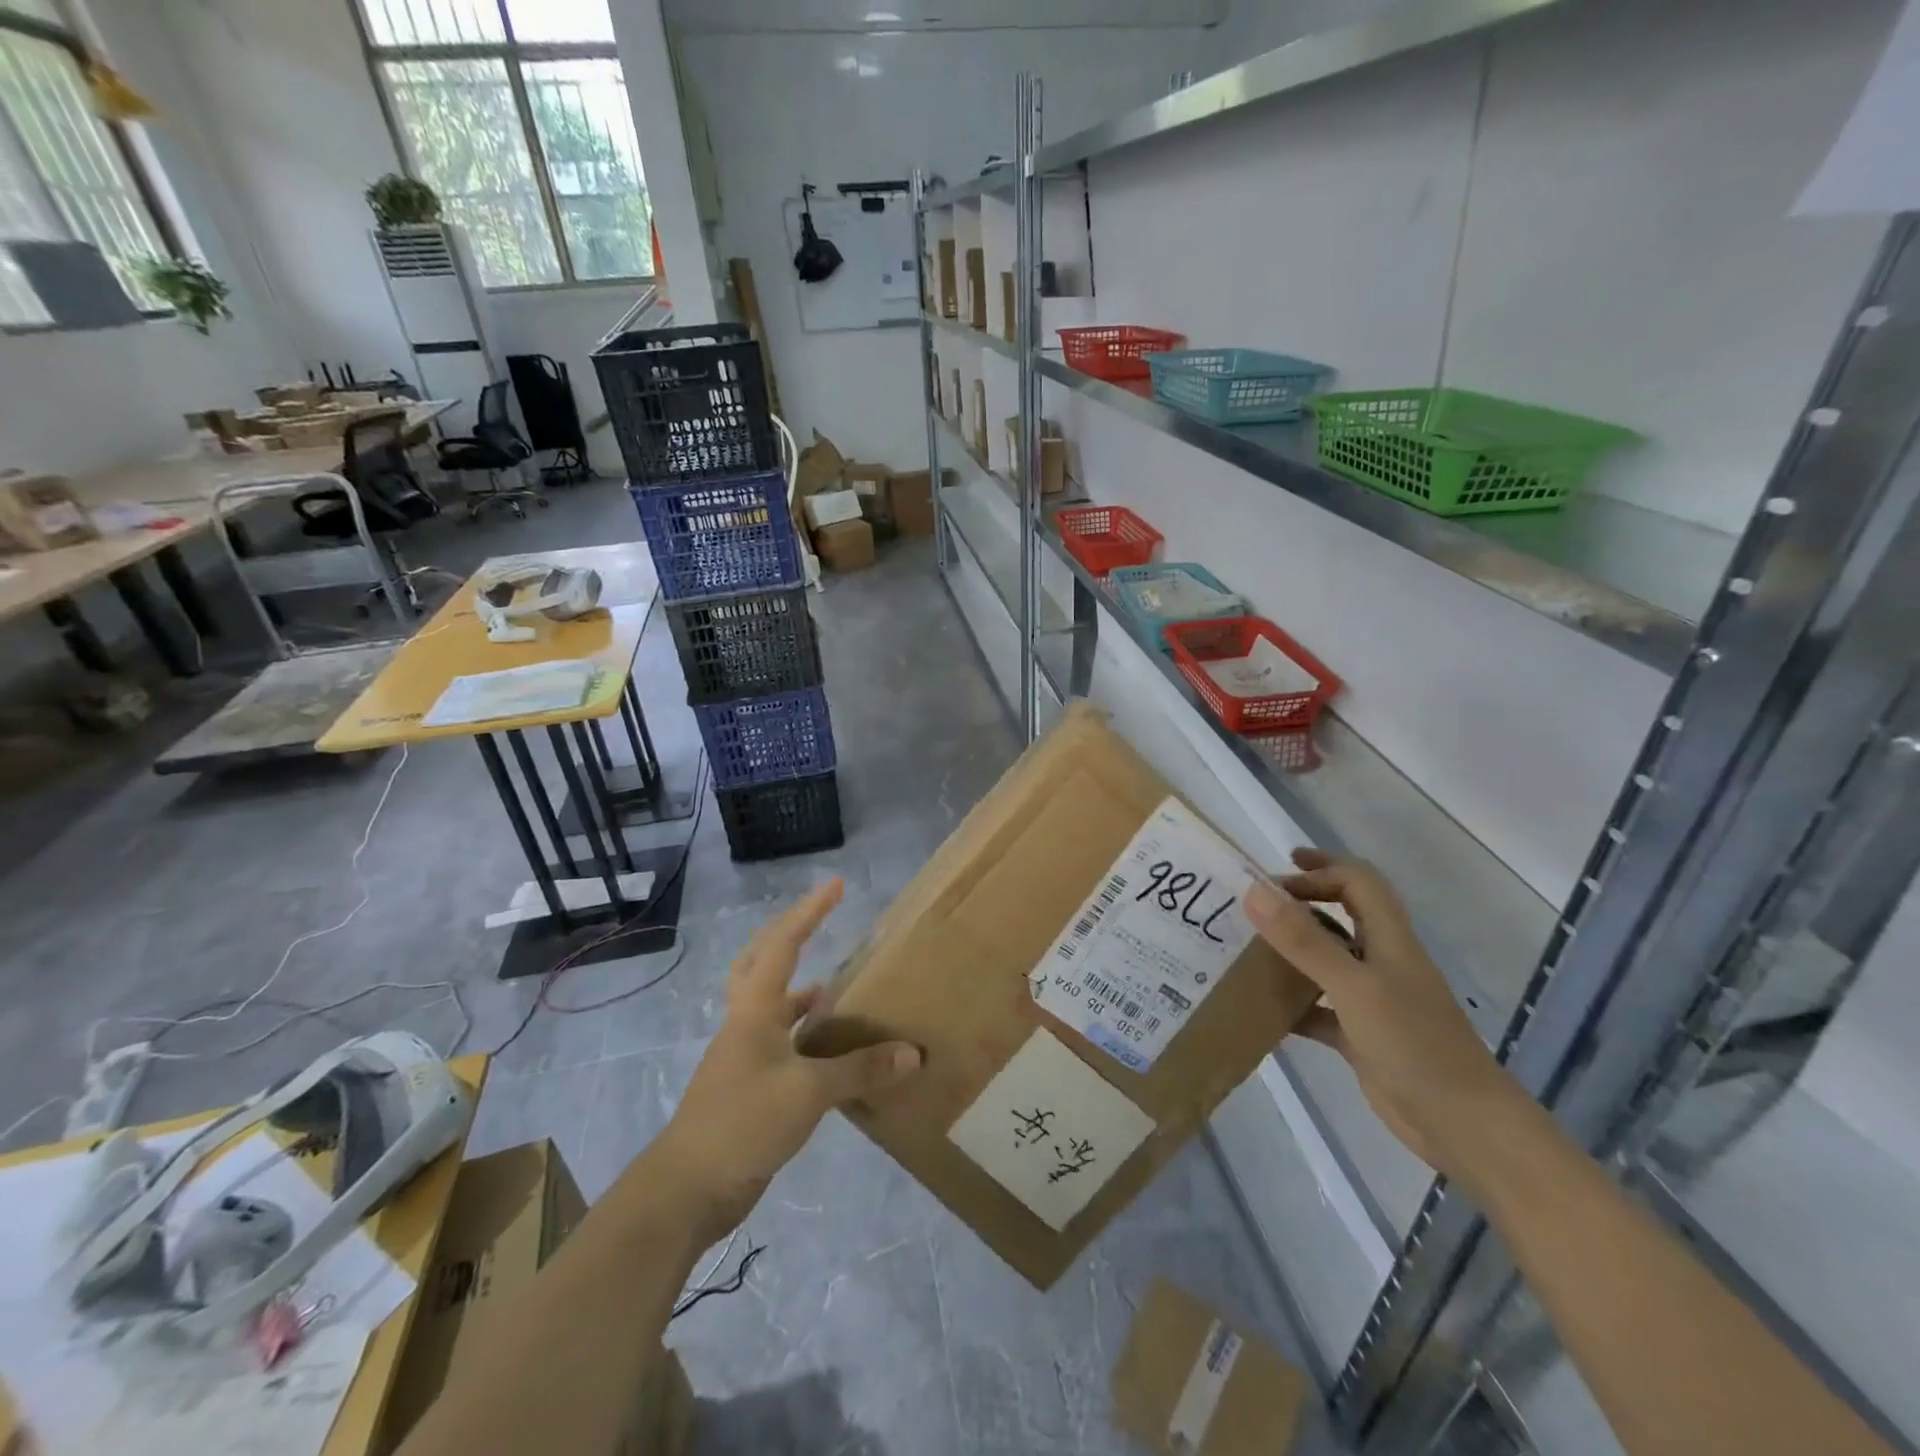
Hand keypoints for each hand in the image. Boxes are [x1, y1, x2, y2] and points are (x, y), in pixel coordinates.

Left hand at [652, 879, 922, 1237]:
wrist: (688, 1189)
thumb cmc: (742, 1122)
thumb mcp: (807, 1092)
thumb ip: (860, 1070)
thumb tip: (912, 1054)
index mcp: (755, 1009)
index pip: (784, 944)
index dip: (810, 911)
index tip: (836, 884)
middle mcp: (748, 1022)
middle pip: (762, 962)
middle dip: (790, 935)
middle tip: (820, 920)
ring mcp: (746, 1055)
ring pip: (774, 1005)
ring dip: (802, 990)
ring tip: (840, 987)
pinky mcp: (751, 1086)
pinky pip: (784, 1044)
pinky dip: (808, 1037)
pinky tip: (835, 1051)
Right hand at [1244, 849, 1524, 1177]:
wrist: (1464, 1126)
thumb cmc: (1414, 1044)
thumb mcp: (1353, 986)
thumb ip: (1303, 940)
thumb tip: (1255, 891)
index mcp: (1389, 939)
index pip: (1358, 882)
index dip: (1322, 868)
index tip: (1279, 869)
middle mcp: (1382, 962)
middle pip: (1343, 914)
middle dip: (1304, 901)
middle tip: (1256, 904)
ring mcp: (1374, 1000)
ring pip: (1328, 960)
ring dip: (1293, 951)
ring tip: (1247, 948)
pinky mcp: (1363, 1036)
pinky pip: (1321, 1008)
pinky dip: (1294, 1003)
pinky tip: (1262, 1009)